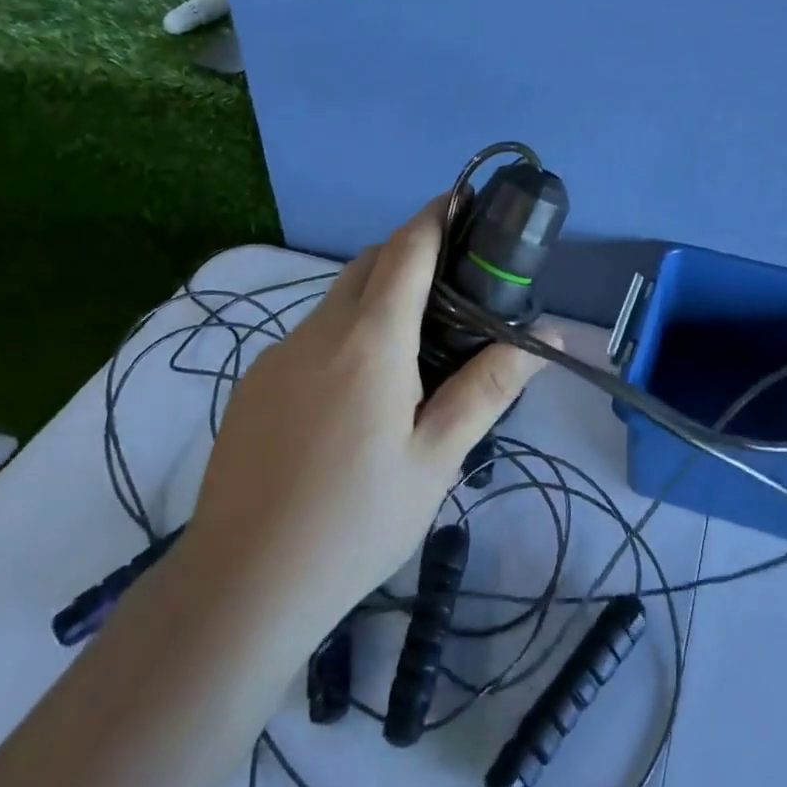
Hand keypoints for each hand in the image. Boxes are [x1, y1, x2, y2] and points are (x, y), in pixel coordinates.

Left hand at [183, 198, 546, 654]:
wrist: (239, 587)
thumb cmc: (355, 522)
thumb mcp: (437, 458)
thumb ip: (489, 387)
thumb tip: (547, 336)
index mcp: (370, 341)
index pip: (406, 250)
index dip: (436, 215)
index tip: (464, 199)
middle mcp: (319, 331)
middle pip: (369, 263)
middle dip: (410, 252)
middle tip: (454, 285)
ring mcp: (278, 355)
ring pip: (337, 298)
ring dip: (377, 296)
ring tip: (414, 347)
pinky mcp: (255, 383)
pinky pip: (311, 334)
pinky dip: (345, 332)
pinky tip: (358, 392)